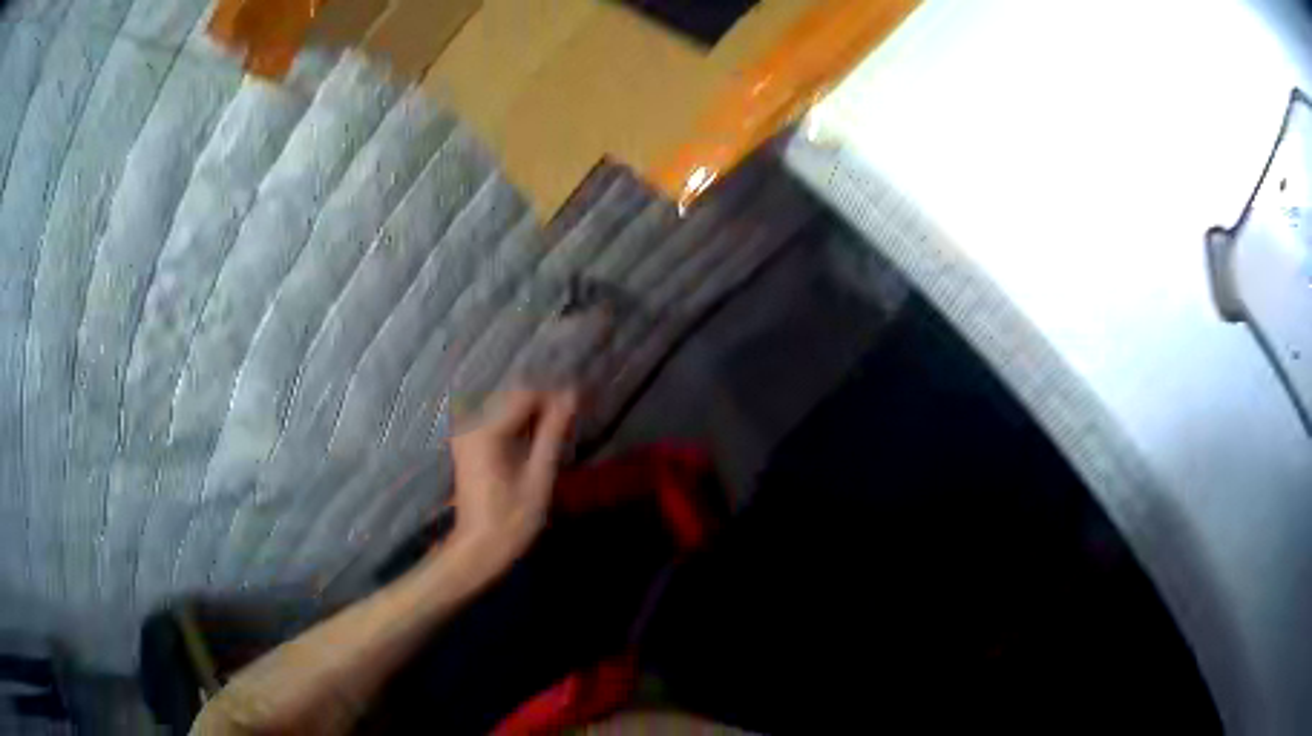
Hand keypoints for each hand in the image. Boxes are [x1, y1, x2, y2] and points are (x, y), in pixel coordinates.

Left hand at [447, 388, 577, 574]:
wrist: (478, 547)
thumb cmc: (511, 519)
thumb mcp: (539, 477)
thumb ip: (553, 432)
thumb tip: (572, 396)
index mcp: (486, 430)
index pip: (526, 393)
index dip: (555, 395)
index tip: (581, 405)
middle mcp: (471, 422)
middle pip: (514, 394)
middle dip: (545, 401)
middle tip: (573, 420)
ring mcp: (466, 431)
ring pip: (506, 404)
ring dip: (534, 412)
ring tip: (559, 432)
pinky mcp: (467, 441)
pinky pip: (496, 418)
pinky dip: (519, 422)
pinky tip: (537, 440)